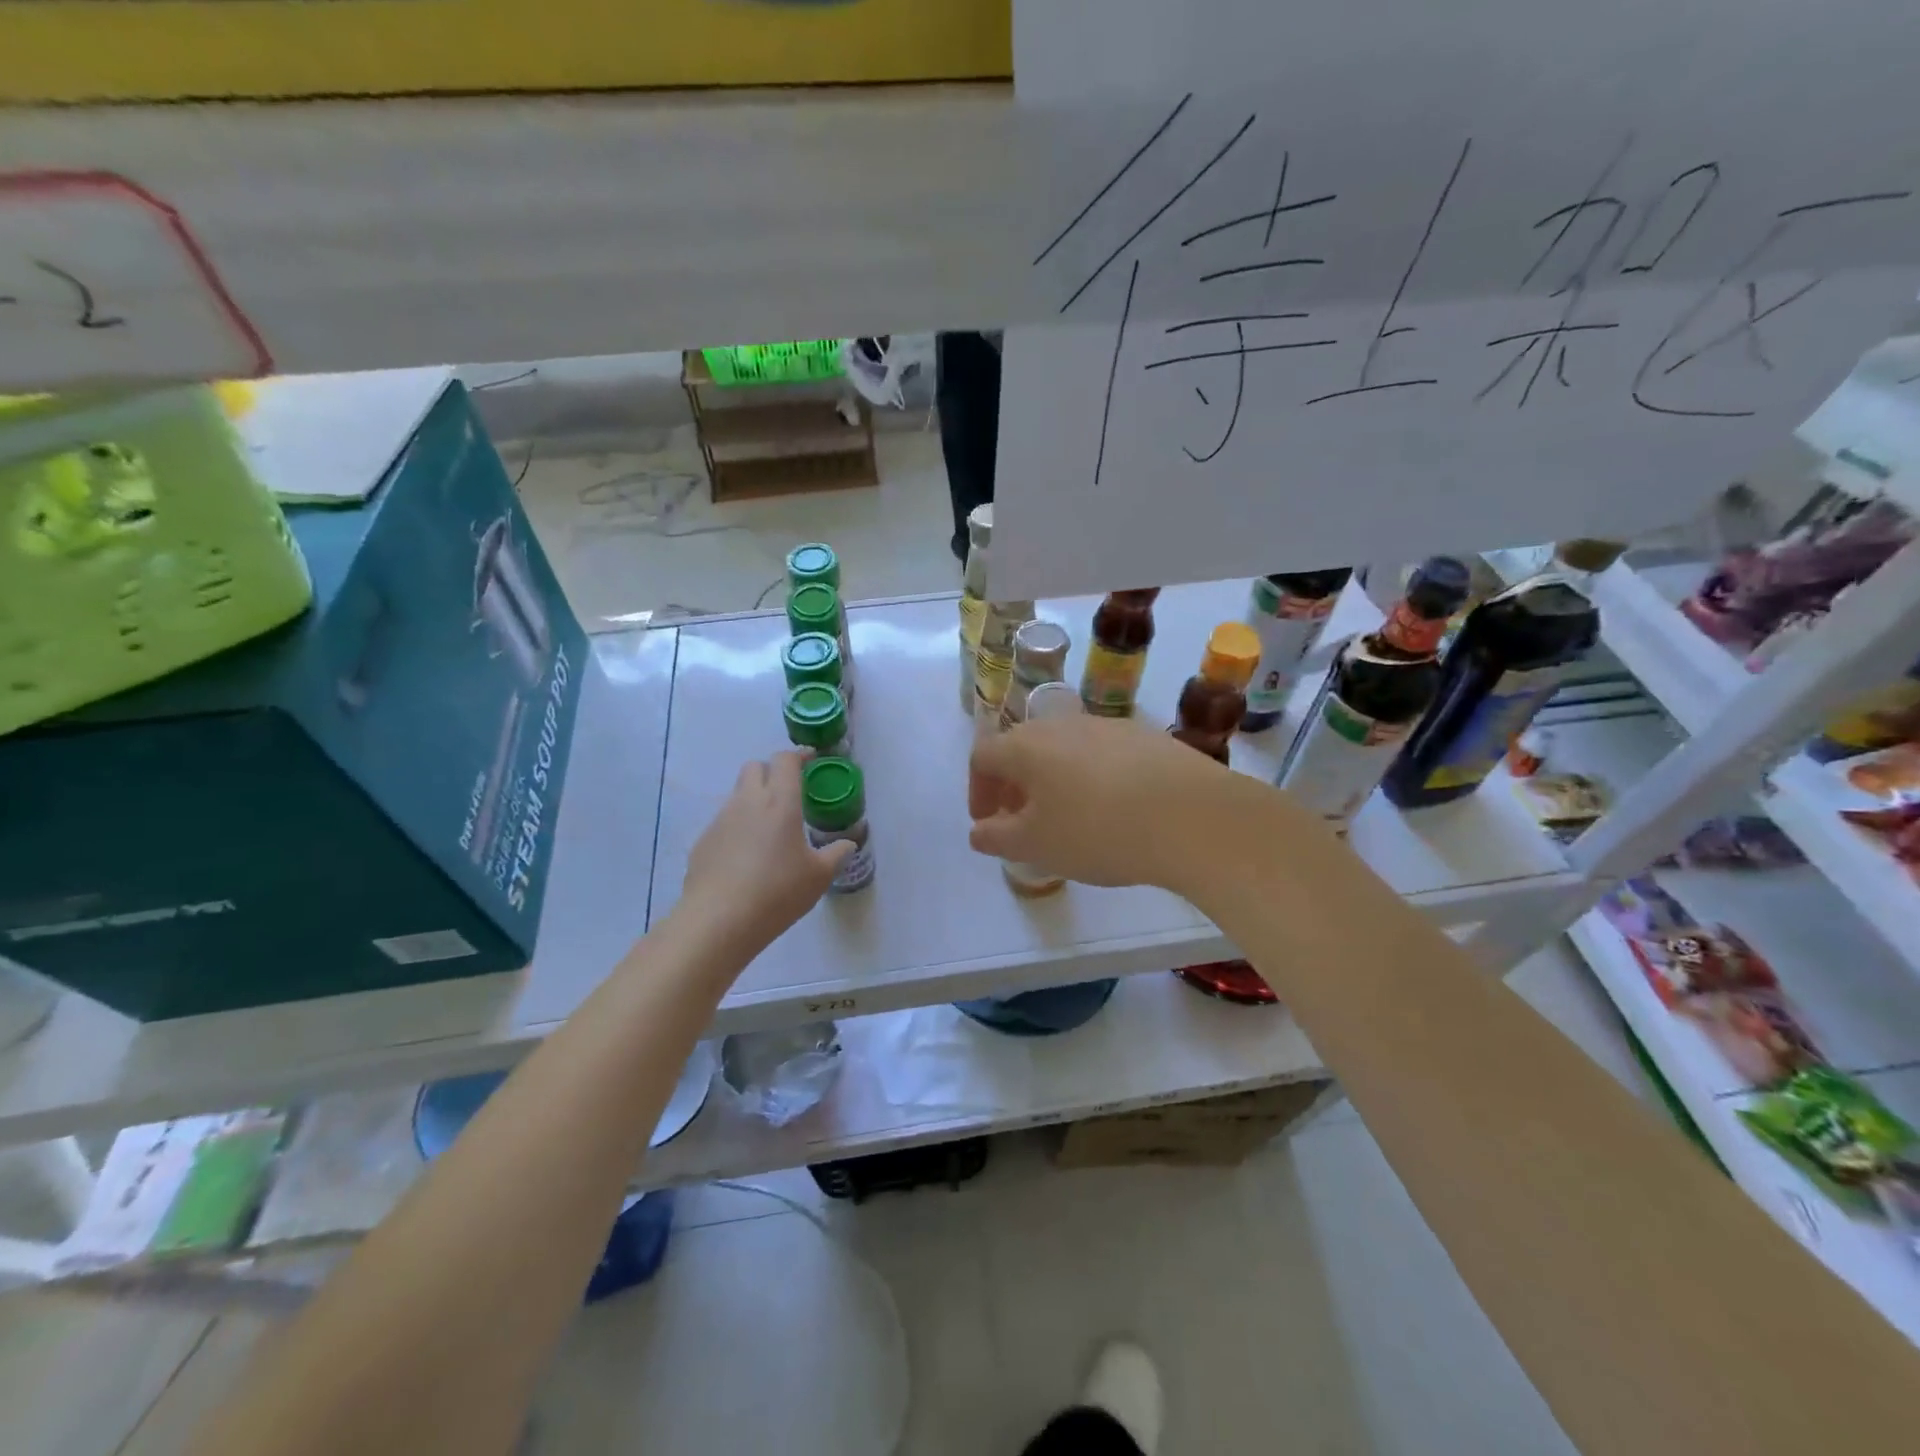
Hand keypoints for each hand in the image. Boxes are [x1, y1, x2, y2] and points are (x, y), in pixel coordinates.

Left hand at [678, 752, 852, 959]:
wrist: (718, 921)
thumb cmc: (777, 892)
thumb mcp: (818, 876)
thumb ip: (836, 854)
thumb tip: (848, 844)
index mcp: (780, 802)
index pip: (785, 760)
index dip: (799, 756)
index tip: (810, 761)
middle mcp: (747, 802)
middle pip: (755, 767)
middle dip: (772, 772)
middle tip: (788, 793)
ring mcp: (720, 820)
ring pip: (737, 794)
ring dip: (754, 800)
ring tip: (769, 830)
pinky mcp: (703, 841)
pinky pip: (724, 822)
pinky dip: (737, 828)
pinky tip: (745, 858)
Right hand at [968, 714, 1226, 889]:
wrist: (1192, 815)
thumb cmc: (1097, 831)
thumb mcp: (1036, 846)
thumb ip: (997, 838)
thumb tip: (979, 831)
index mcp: (1026, 745)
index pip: (983, 757)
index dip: (977, 790)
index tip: (989, 822)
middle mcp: (1062, 724)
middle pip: (1023, 747)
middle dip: (1014, 784)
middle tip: (1023, 820)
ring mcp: (1107, 725)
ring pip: (1064, 749)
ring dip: (1054, 779)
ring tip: (1070, 817)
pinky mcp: (1145, 735)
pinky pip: (1102, 753)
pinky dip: (1092, 777)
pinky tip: (1115, 809)